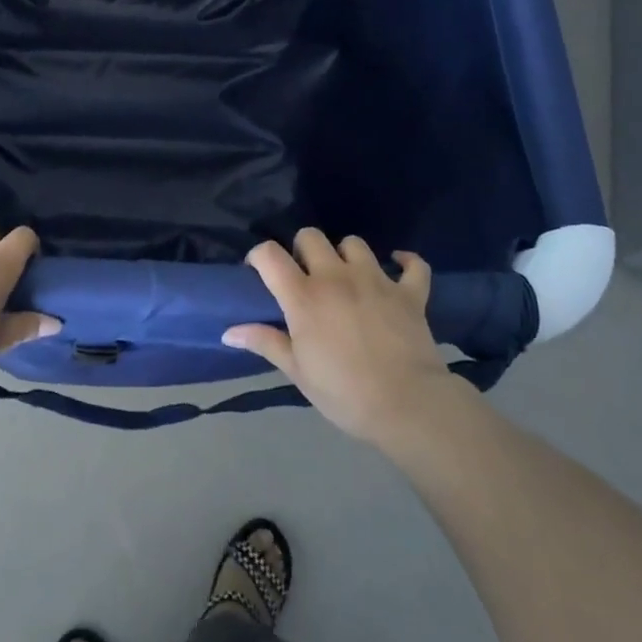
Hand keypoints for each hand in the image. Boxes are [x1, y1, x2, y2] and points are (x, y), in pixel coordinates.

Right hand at [224, 228, 455, 443]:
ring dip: (346, 255)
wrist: (407, 406)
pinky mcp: (409, 292)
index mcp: (304, 296)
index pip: (270, 254)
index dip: (259, 255)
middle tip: (306, 276)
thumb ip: (265, 342)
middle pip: (311, 236)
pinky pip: (413, 264)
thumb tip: (228, 332)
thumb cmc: (344, 393)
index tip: (259, 271)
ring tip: (346, 276)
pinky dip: (405, 262)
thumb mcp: (297, 372)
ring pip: (354, 243)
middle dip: (303, 249)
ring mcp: (376, 280)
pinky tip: (397, 267)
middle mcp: (336, 277)